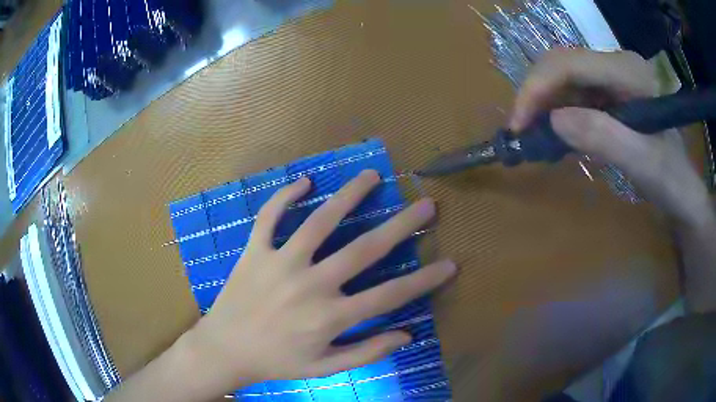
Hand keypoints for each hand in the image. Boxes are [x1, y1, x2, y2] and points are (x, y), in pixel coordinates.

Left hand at [187, 170, 455, 392]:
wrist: (225, 349)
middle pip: (364, 250)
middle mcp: (310, 285)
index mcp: (330, 317)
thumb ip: (366, 352)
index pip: (390, 295)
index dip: (424, 280)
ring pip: (319, 221)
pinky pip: (269, 216)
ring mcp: (279, 263)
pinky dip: (285, 195)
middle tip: (426, 205)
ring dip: (349, 196)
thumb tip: (406, 335)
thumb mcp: (325, 367)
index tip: (450, 264)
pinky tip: (304, 181)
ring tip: (371, 176)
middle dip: (401, 226)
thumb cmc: (277, 361)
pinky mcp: (254, 251)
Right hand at [511, 49, 712, 228]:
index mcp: (629, 71)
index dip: (538, 88)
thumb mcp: (644, 164)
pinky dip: (559, 113)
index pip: (570, 63)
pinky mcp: (610, 92)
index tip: (518, 126)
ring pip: (565, 78)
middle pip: (562, 65)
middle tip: (521, 132)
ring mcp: (613, 77)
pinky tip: (557, 134)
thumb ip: (605, 138)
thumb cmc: (671, 180)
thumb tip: (555, 121)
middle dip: (536, 95)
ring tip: (535, 136)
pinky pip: (575, 94)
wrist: (683, 190)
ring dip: (545, 104)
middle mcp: (617, 64)